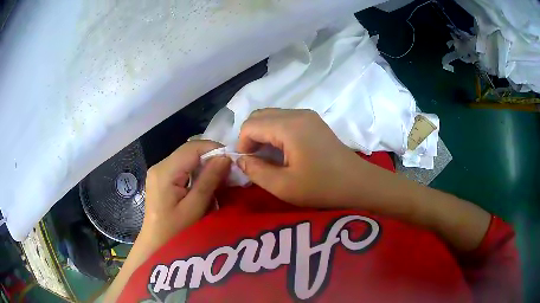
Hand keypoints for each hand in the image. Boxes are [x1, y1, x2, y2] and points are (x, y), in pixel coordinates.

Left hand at [141, 140, 230, 248]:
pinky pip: (183, 167)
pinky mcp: (162, 178)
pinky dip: (197, 172)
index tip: (234, 162)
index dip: (215, 149)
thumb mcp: (194, 208)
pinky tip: (206, 184)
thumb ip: (208, 181)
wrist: (156, 245)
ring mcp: (159, 171)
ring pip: (188, 158)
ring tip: (221, 179)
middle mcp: (159, 166)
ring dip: (206, 165)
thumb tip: (225, 157)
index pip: (192, 147)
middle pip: (190, 151)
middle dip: (212, 158)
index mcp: (165, 172)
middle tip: (231, 173)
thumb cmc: (175, 232)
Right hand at [236, 109, 365, 207]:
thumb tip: (240, 160)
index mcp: (288, 126)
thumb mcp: (283, 186)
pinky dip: (275, 132)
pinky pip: (284, 120)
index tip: (248, 164)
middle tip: (255, 160)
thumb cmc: (322, 187)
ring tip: (267, 157)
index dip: (242, 144)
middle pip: (259, 116)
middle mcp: (297, 114)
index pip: (250, 125)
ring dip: (262, 134)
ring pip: (271, 116)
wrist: (358, 182)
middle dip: (250, 137)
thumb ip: (256, 171)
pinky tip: (282, 151)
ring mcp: (307, 115)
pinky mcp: (313, 121)